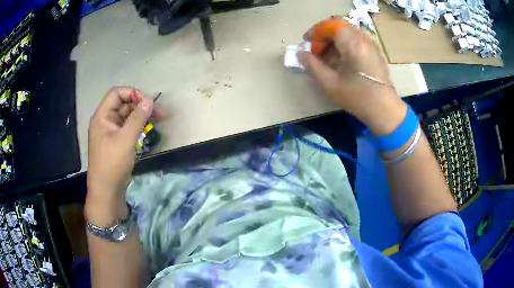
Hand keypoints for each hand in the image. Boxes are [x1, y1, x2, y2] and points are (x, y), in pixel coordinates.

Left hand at [86, 86, 153, 225]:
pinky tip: (148, 129)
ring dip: (141, 116)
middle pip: (123, 104)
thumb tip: (150, 100)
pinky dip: (137, 126)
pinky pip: (127, 128)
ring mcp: (110, 132)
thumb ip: (138, 118)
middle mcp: (105, 121)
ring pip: (126, 117)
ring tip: (158, 119)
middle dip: (140, 105)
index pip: (117, 93)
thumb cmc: (113, 164)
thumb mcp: (126, 139)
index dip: (132, 94)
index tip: (148, 102)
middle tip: (158, 112)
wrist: (107, 191)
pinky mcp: (115, 142)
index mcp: (102, 116)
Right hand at [299, 17, 406, 134]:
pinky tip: (341, 61)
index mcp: (353, 44)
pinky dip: (345, 45)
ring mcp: (371, 45)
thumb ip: (313, 65)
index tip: (307, 42)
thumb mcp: (330, 83)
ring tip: (327, 58)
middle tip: (317, 50)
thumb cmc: (357, 97)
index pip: (331, 25)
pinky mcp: (375, 52)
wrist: (384, 109)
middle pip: (339, 26)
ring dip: (334, 41)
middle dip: (324, 35)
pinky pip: (356, 40)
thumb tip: (301, 54)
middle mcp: (363, 39)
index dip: (316, 31)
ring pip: (348, 33)